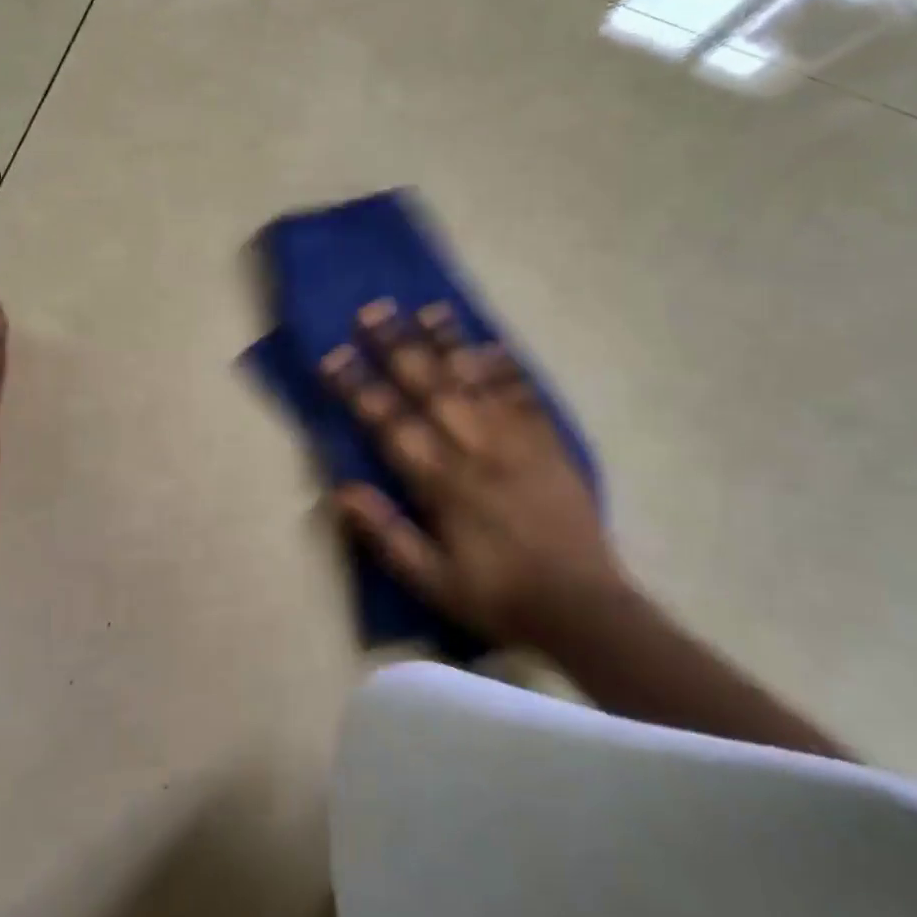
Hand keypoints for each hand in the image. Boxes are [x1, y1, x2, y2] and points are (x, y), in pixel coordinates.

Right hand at [321, 299, 620, 646]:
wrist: (582, 607)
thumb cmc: (497, 596)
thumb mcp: (432, 582)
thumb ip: (386, 536)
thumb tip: (340, 490)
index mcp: (441, 483)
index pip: (389, 423)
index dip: (358, 388)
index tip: (334, 354)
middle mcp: (475, 449)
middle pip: (429, 387)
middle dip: (397, 346)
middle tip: (373, 310)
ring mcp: (515, 441)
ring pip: (475, 381)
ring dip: (448, 343)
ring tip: (427, 308)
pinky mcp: (549, 443)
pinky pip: (525, 396)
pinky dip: (507, 368)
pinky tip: (492, 343)